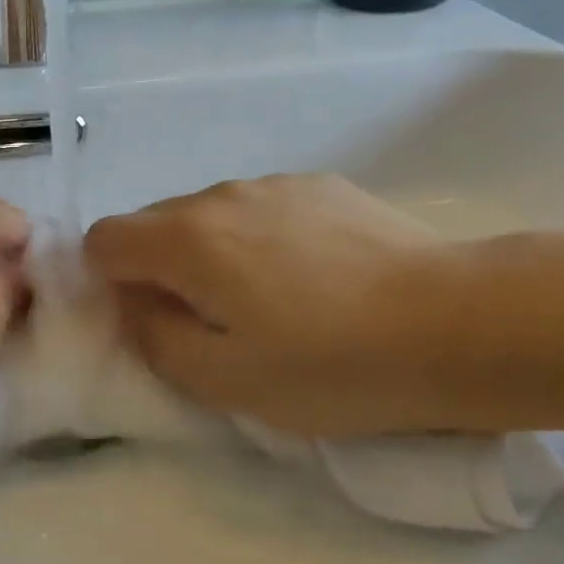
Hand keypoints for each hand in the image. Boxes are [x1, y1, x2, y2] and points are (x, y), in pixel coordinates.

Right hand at [83, 175, 456, 437]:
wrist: (459, 322)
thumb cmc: (332, 364)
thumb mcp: (224, 379)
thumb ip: (155, 338)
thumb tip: (134, 305)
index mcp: (186, 239)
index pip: (104, 240)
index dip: (108, 282)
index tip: (148, 320)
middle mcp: (219, 195)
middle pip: (154, 224)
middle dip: (160, 269)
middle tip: (210, 322)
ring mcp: (274, 184)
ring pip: (209, 215)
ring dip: (212, 253)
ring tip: (270, 302)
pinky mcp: (320, 184)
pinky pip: (260, 209)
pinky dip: (260, 239)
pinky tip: (314, 278)